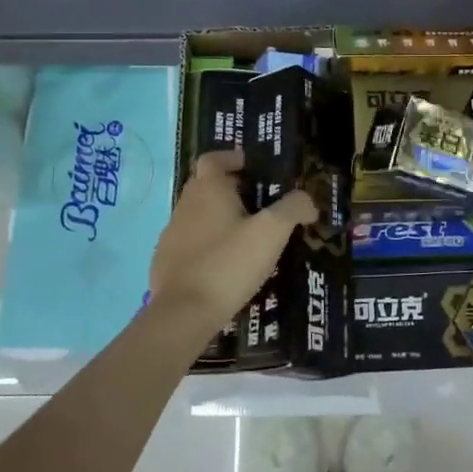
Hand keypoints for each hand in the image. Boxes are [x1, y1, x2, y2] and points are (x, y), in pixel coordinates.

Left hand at [150, 151, 315, 336]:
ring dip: (218, 218)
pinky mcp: (165, 262)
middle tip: (258, 204)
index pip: (213, 158)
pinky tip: (225, 265)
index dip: (231, 158)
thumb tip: (307, 199)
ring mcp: (171, 235)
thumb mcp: (272, 232)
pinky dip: (207, 245)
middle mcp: (185, 205)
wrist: (184, 313)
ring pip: (198, 215)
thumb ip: (293, 208)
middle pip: (206, 186)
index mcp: (208, 189)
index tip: (251, 167)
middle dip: (230, 190)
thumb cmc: (229, 263)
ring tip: (246, 237)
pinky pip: (190, 243)